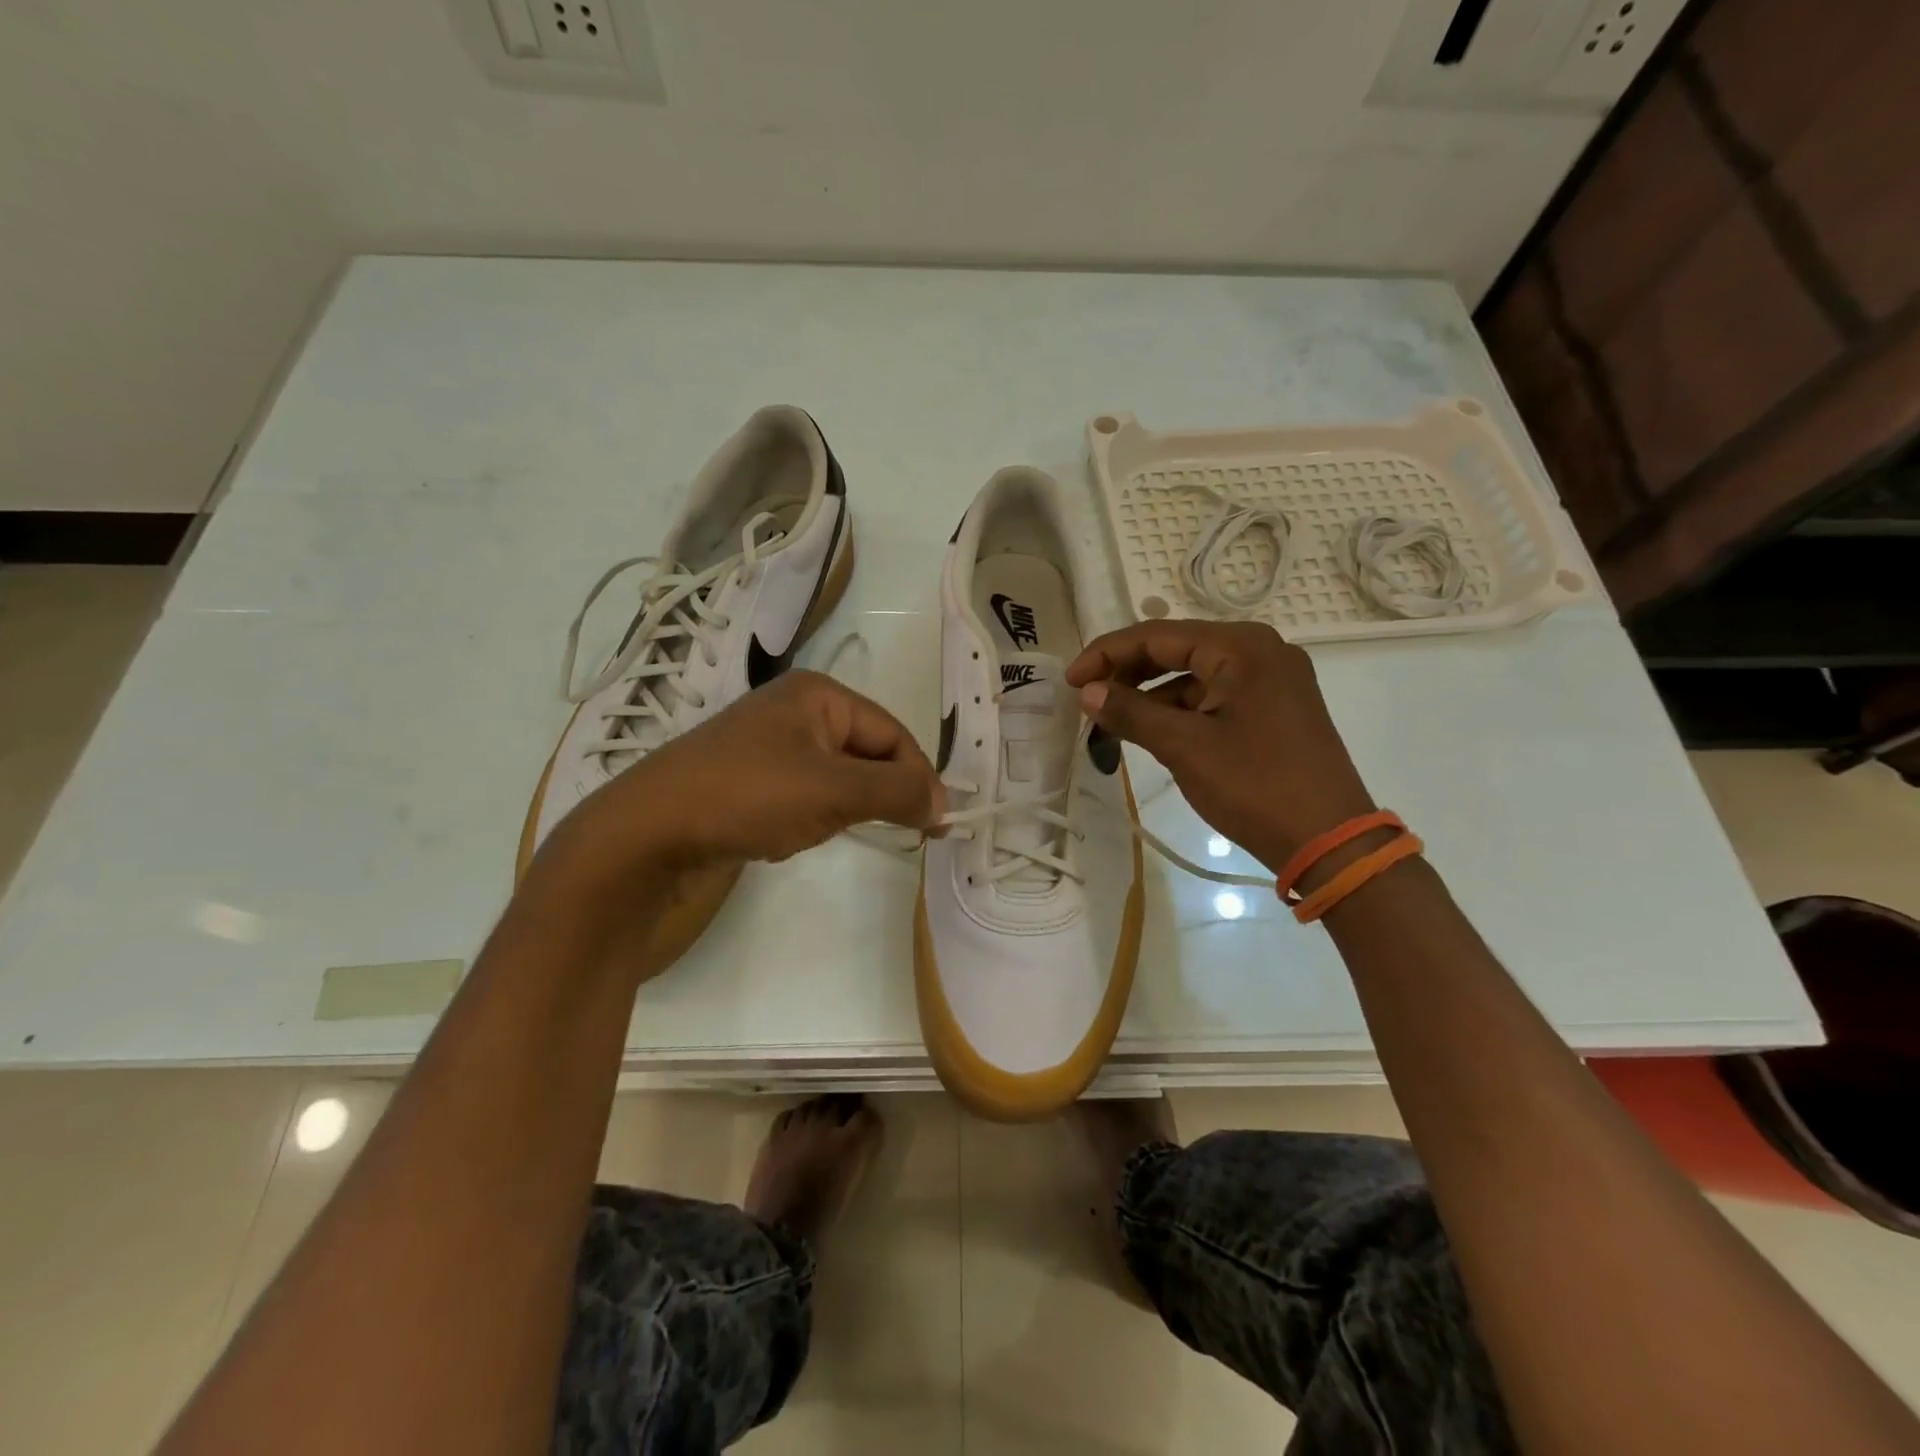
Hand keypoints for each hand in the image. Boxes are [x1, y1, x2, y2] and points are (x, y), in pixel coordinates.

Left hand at [555, 670, 943, 874]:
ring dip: (843, 808)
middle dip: (877, 794)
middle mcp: (796, 709)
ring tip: (822, 830)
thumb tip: (943, 803)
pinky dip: (811, 816)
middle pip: (866, 752)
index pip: (893, 734)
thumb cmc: (750, 796)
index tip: (936, 825)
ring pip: (837, 777)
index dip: (919, 778)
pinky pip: (805, 793)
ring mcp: (769, 744)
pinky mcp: (750, 777)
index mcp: (819, 695)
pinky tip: (788, 835)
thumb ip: (897, 792)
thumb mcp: (835, 791)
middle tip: (896, 834)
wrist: (648, 830)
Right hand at [1065, 621, 1375, 873]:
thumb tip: (1088, 692)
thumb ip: (1131, 712)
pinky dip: (1181, 710)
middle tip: (1088, 698)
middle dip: (1128, 672)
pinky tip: (1153, 731)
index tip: (1071, 680)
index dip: (1107, 654)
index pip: (1157, 635)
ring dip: (1152, 694)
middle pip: (1177, 649)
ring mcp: (1272, 680)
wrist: (1330, 841)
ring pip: (1195, 674)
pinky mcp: (1275, 708)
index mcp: (1241, 647)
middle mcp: (1260, 651)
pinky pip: (1215, 696)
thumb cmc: (1255, 785)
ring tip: (1113, 720)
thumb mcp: (1184, 747)